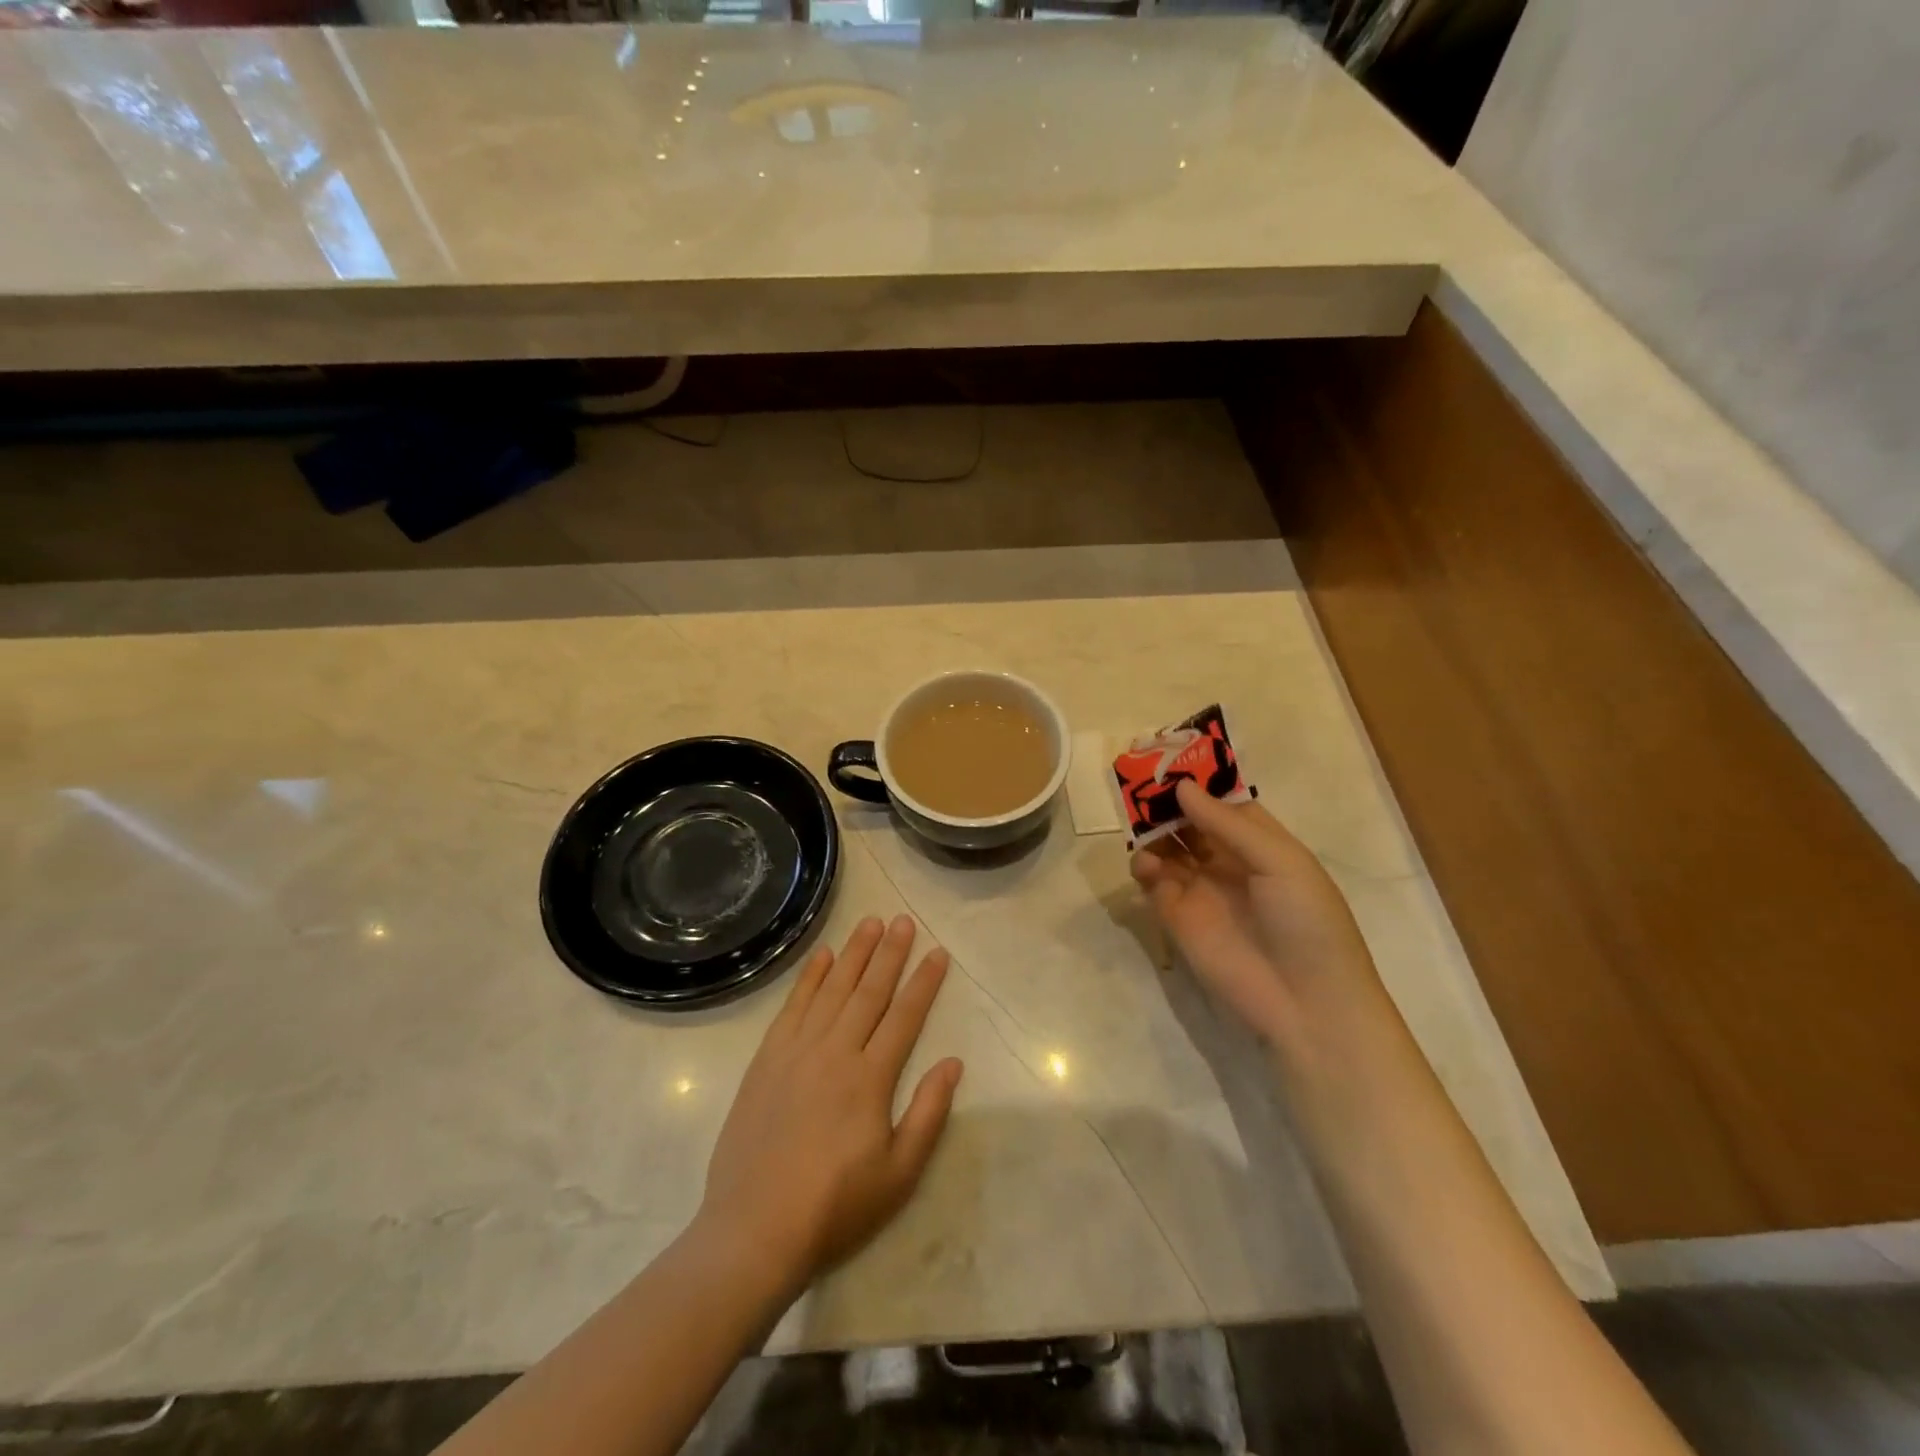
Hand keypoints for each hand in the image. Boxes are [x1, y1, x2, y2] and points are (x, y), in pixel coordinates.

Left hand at [697, 915, 963, 1292]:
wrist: (753, 1229)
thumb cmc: (835, 1207)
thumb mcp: (899, 1174)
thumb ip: (928, 1113)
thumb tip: (953, 1062)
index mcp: (870, 1078)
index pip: (905, 1016)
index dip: (924, 982)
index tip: (938, 952)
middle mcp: (835, 1052)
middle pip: (869, 991)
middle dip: (890, 953)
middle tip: (904, 920)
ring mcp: (797, 1051)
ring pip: (832, 989)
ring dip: (854, 953)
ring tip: (871, 922)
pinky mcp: (766, 1059)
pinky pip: (793, 1006)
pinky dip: (809, 977)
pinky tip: (822, 956)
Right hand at [1131, 780, 1388, 1059]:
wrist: (1306, 1002)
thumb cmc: (1307, 921)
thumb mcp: (1280, 862)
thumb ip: (1228, 824)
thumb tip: (1182, 787)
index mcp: (1259, 842)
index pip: (1221, 800)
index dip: (1197, 780)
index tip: (1166, 757)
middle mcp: (1226, 859)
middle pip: (1188, 819)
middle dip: (1165, 800)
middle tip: (1137, 779)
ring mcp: (1200, 887)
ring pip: (1166, 845)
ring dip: (1151, 829)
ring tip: (1137, 819)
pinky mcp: (1176, 916)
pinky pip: (1153, 881)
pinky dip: (1143, 865)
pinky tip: (1146, 863)